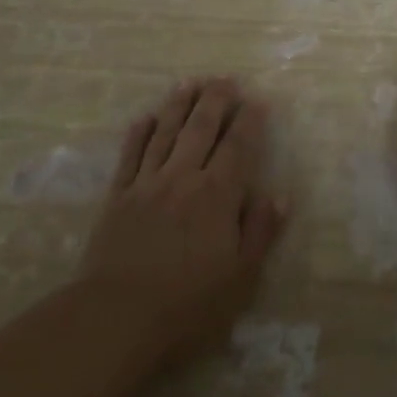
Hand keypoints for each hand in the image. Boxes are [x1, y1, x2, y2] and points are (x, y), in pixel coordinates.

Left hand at [78, 77, 285, 365]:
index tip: (258, 100)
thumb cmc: (188, 304)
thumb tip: (280, 195)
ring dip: (178, 105)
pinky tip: (144, 118)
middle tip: (225, 78)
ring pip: (165, 132)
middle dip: (216, 100)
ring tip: (189, 82)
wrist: (116, 317)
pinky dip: (138, 134)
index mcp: (217, 195)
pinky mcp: (117, 197)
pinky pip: (129, 156)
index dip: (250, 121)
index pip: (238, 147)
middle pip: (201, 128)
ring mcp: (146, 184)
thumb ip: (260, 232)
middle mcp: (183, 178)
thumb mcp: (240, 277)